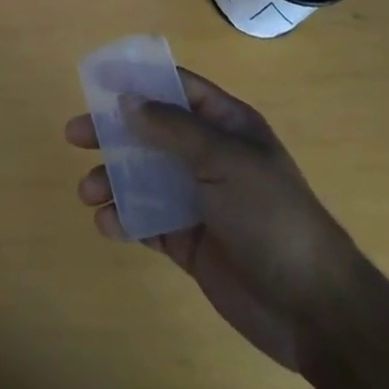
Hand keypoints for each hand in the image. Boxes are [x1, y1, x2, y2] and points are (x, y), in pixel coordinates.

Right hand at [65, 68, 359, 371]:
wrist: (314, 309)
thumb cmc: (271, 216)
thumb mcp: (223, 160)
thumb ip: (172, 128)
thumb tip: (126, 100)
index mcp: (226, 126)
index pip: (176, 88)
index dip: (138, 80)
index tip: (97, 79)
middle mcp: (209, 156)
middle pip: (151, 132)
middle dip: (112, 132)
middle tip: (74, 135)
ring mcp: (199, 199)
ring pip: (143, 176)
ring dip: (113, 180)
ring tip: (87, 193)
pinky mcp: (190, 240)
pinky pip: (148, 220)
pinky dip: (125, 219)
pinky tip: (108, 224)